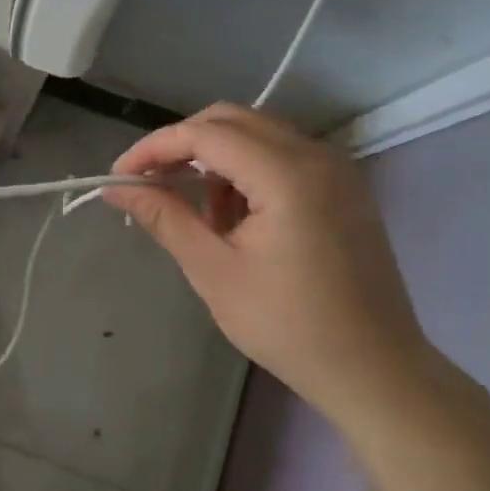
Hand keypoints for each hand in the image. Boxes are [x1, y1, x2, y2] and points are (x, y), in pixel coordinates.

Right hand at [103, 104, 436, 426]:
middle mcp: (316, 156)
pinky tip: (232, 216)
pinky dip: (245, 170)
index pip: (205, 134)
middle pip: (231, 120)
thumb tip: (115, 188)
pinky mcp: (342, 187)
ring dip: (213, 157)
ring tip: (193, 209)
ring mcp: (336, 169)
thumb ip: (164, 217)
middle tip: (147, 182)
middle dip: (181, 145)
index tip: (119, 176)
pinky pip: (281, 154)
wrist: (374, 370)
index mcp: (287, 175)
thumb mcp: (213, 271)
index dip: (154, 148)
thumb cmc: (288, 326)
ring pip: (256, 133)